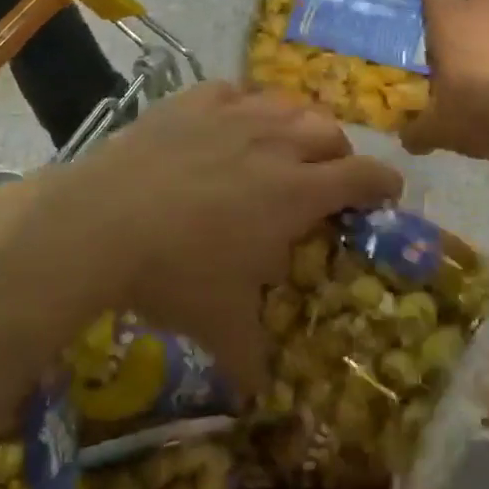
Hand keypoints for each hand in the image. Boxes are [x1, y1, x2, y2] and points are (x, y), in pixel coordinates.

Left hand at [28, 82, 401, 391]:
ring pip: (287, 104)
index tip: (387, 193)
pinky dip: (243, 104)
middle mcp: (276, 143)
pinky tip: (230, 120)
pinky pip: (234, 90)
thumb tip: (259, 397)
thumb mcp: (220, 325)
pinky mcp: (194, 101)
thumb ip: (250, 359)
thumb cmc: (176, 273)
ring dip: (296, 124)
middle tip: (325, 178)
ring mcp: (234, 114)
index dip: (383, 183)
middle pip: (329, 133)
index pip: (363, 176)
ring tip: (283, 144)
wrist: (102, 222)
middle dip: (338, 154)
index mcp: (297, 192)